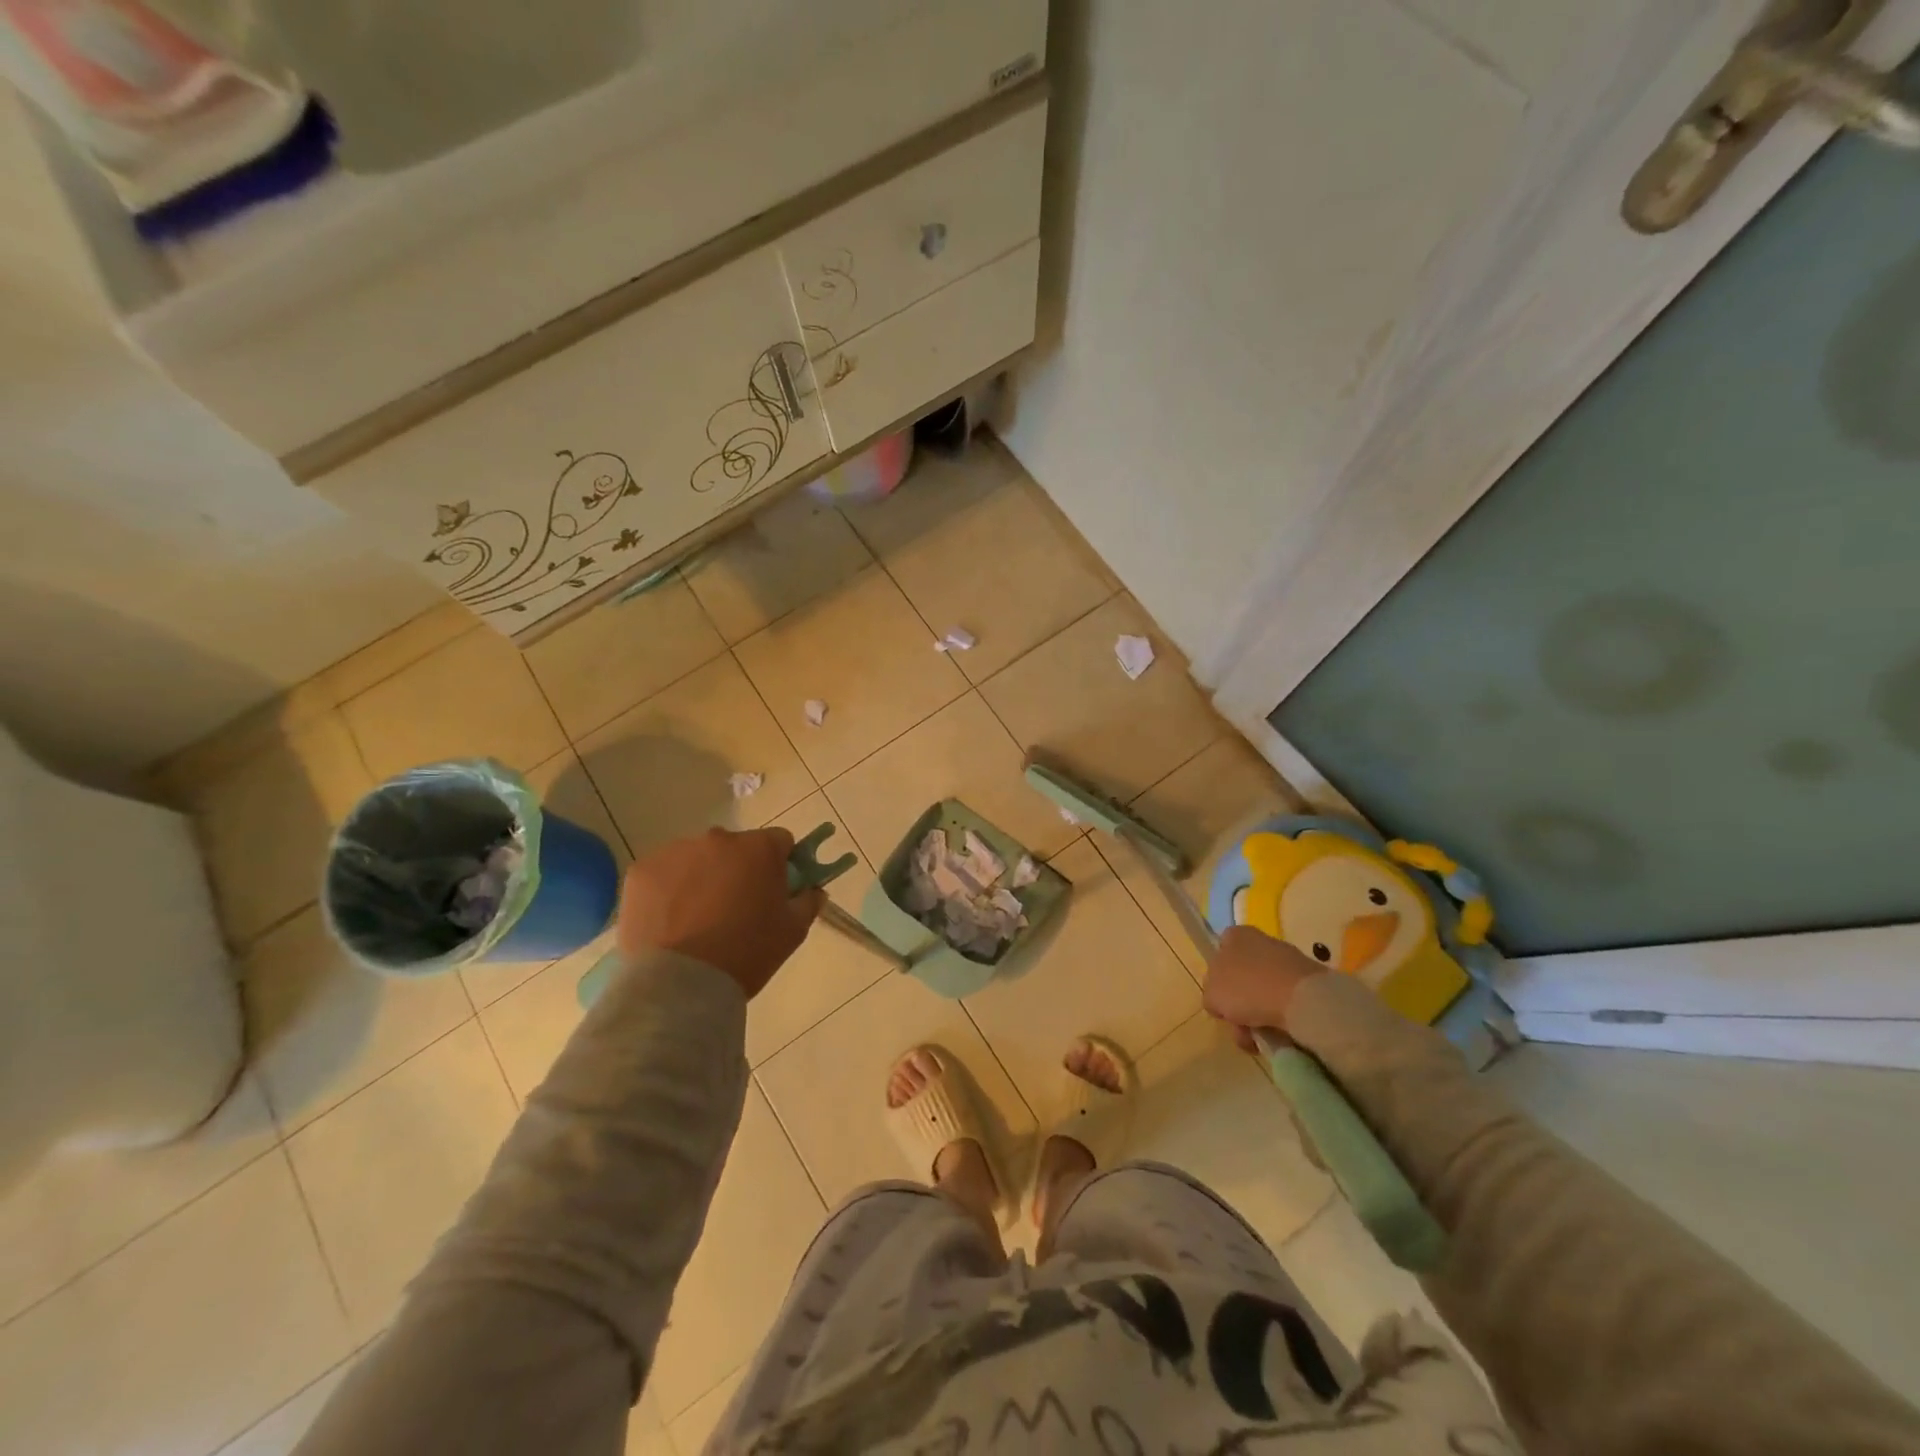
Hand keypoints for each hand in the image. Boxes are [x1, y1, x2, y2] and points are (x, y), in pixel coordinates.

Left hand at [616, 826, 823, 999]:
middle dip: (739, 869)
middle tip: (736, 909)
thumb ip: (808, 902)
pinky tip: (670, 921)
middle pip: (736, 847)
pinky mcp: (641, 871)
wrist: (679, 985)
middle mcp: (718, 839)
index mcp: (759, 848)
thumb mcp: (792, 932)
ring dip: (703, 877)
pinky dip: (669, 890)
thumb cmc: (746, 954)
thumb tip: (813, 889)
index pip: (780, 842)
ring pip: (697, 858)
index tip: (775, 890)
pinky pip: (664, 873)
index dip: (781, 864)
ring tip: (697, 920)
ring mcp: (675, 852)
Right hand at [1203, 926, 1326, 1051]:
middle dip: (1239, 1007)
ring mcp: (1287, 960)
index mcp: (1235, 935)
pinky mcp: (1309, 981)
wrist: (1302, 999)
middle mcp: (1261, 941)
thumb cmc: (1248, 988)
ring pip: (1263, 993)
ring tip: (1261, 1040)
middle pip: (1242, 978)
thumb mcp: (1211, 994)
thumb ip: (1210, 995)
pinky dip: (1281, 1019)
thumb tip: (1220, 1001)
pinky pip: (1286, 1002)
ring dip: (1259, 1018)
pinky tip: (1280, 1034)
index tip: (1221, 1002)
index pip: (1220, 952)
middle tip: (1240, 1028)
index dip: (1217, 979)